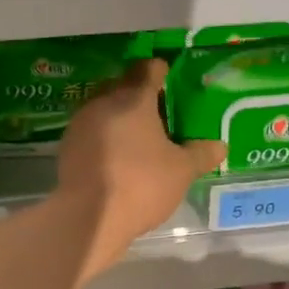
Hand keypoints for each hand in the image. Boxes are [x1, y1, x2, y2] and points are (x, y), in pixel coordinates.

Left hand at [55, 58, 225, 268]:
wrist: (90, 218)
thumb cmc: (142, 184)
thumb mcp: (181, 171)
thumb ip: (200, 154)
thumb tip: (220, 146)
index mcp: (133, 99)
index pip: (147, 70)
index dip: (159, 70)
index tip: (168, 75)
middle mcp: (103, 103)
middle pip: (122, 86)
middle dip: (138, 94)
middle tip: (158, 110)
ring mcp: (81, 125)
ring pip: (104, 109)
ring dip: (120, 116)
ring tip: (139, 135)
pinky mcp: (68, 148)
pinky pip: (92, 132)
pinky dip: (106, 137)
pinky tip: (118, 156)